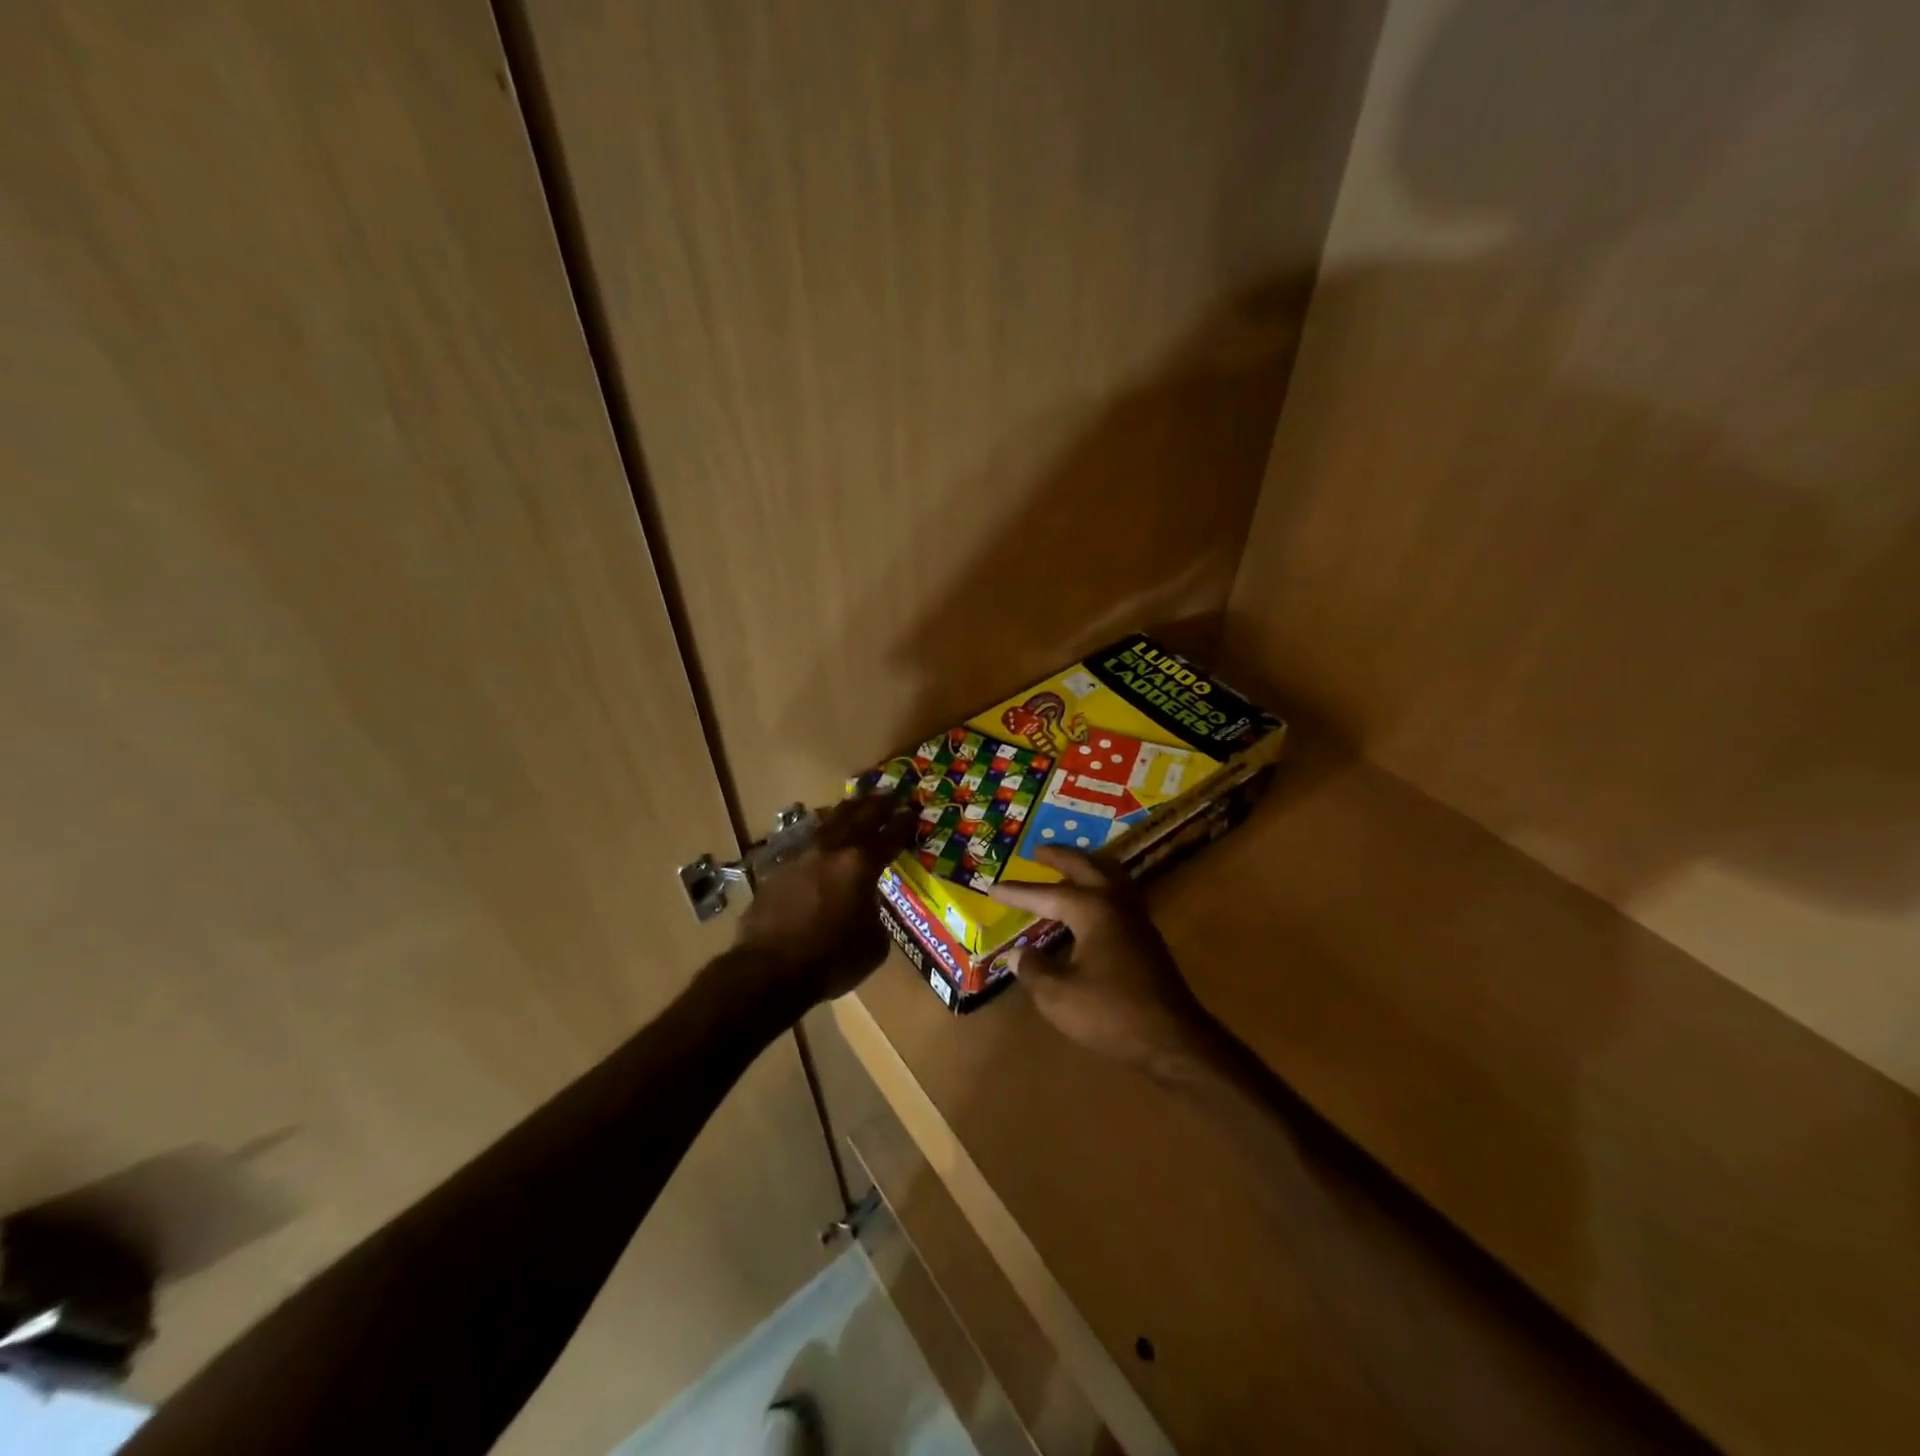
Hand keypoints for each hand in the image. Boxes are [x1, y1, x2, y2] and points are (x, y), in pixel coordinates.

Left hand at [735, 792, 915, 1005]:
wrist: (768, 970)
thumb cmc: (830, 961)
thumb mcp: (873, 944)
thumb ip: (875, 914)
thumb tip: (867, 904)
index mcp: (860, 866)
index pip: (889, 836)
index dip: (903, 823)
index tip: (912, 811)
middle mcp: (831, 852)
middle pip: (858, 817)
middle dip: (877, 804)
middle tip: (890, 793)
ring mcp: (801, 857)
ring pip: (828, 823)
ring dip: (846, 811)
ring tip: (855, 803)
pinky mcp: (778, 870)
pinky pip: (805, 845)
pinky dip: (821, 838)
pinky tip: (822, 840)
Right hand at [990, 847, 1217, 1075]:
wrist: (1172, 1039)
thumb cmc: (1111, 1013)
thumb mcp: (1058, 995)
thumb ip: (1033, 969)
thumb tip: (1016, 954)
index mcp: (1092, 909)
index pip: (1047, 894)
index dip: (1018, 893)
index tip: (993, 888)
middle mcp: (1116, 903)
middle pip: (1086, 867)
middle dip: (1060, 857)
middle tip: (1038, 850)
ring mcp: (1136, 918)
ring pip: (1110, 876)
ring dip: (1086, 866)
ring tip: (1067, 866)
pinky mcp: (1146, 937)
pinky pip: (1119, 894)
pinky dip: (1100, 886)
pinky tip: (1092, 903)